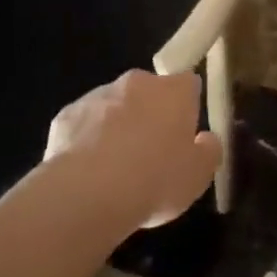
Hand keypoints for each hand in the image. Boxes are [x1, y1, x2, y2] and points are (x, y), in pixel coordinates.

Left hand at [45, 71, 222, 227]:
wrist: (88, 193)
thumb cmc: (155, 179)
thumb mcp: (198, 175)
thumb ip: (209, 151)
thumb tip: (207, 139)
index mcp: (174, 91)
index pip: (188, 83)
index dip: (187, 107)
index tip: (183, 134)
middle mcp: (137, 83)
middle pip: (148, 92)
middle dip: (150, 114)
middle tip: (150, 154)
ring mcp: (98, 95)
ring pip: (113, 107)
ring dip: (117, 127)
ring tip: (115, 170)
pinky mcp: (67, 115)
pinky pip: (83, 125)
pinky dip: (86, 142)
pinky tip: (87, 174)